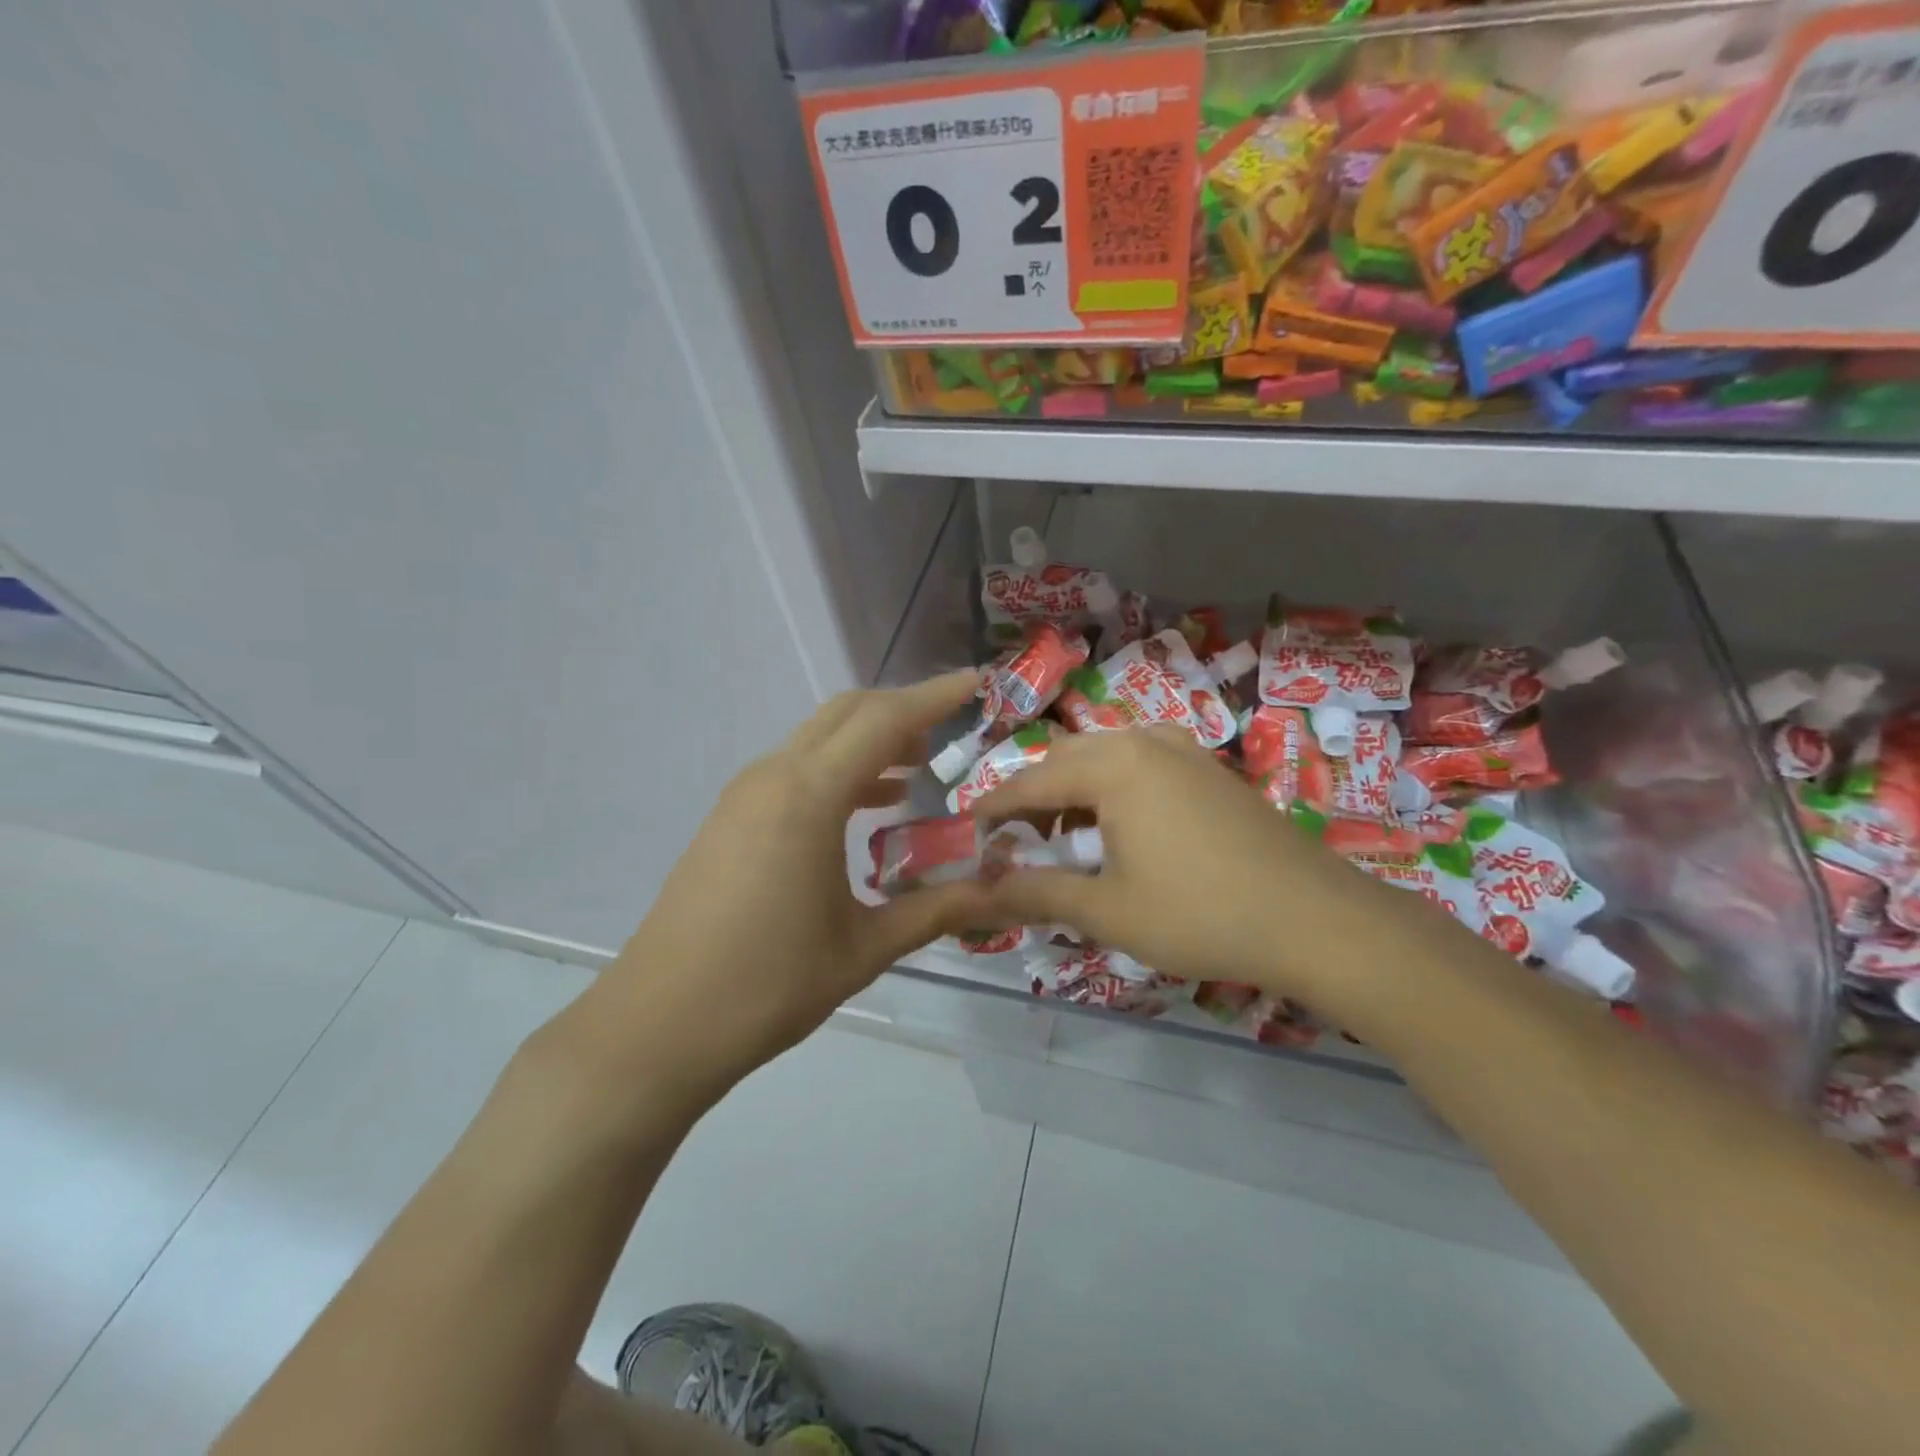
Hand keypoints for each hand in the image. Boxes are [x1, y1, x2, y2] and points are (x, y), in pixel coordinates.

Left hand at [565, 672, 995, 1106]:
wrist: (658, 1024)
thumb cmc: (767, 985)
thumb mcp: (865, 948)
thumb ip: (937, 910)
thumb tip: (1002, 891)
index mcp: (809, 795)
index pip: (884, 721)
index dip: (935, 696)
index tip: (976, 683)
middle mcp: (774, 777)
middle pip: (847, 714)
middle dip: (903, 710)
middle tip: (953, 728)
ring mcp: (744, 795)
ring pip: (818, 740)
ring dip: (869, 741)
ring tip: (920, 766)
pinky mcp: (730, 819)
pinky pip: (795, 771)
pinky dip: (840, 771)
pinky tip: (870, 807)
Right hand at [975, 726, 1386, 998]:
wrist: (1316, 919)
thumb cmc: (1200, 913)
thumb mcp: (1108, 910)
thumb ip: (1036, 893)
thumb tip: (978, 892)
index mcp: (1112, 766)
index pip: (1031, 781)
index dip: (994, 808)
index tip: (969, 833)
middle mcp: (1143, 741)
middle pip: (1065, 759)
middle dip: (1032, 796)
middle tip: (1013, 839)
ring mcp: (1183, 750)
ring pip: (1105, 756)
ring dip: (1073, 788)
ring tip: (1062, 834)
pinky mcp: (1210, 769)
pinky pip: (1141, 762)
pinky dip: (1113, 787)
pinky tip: (1120, 825)